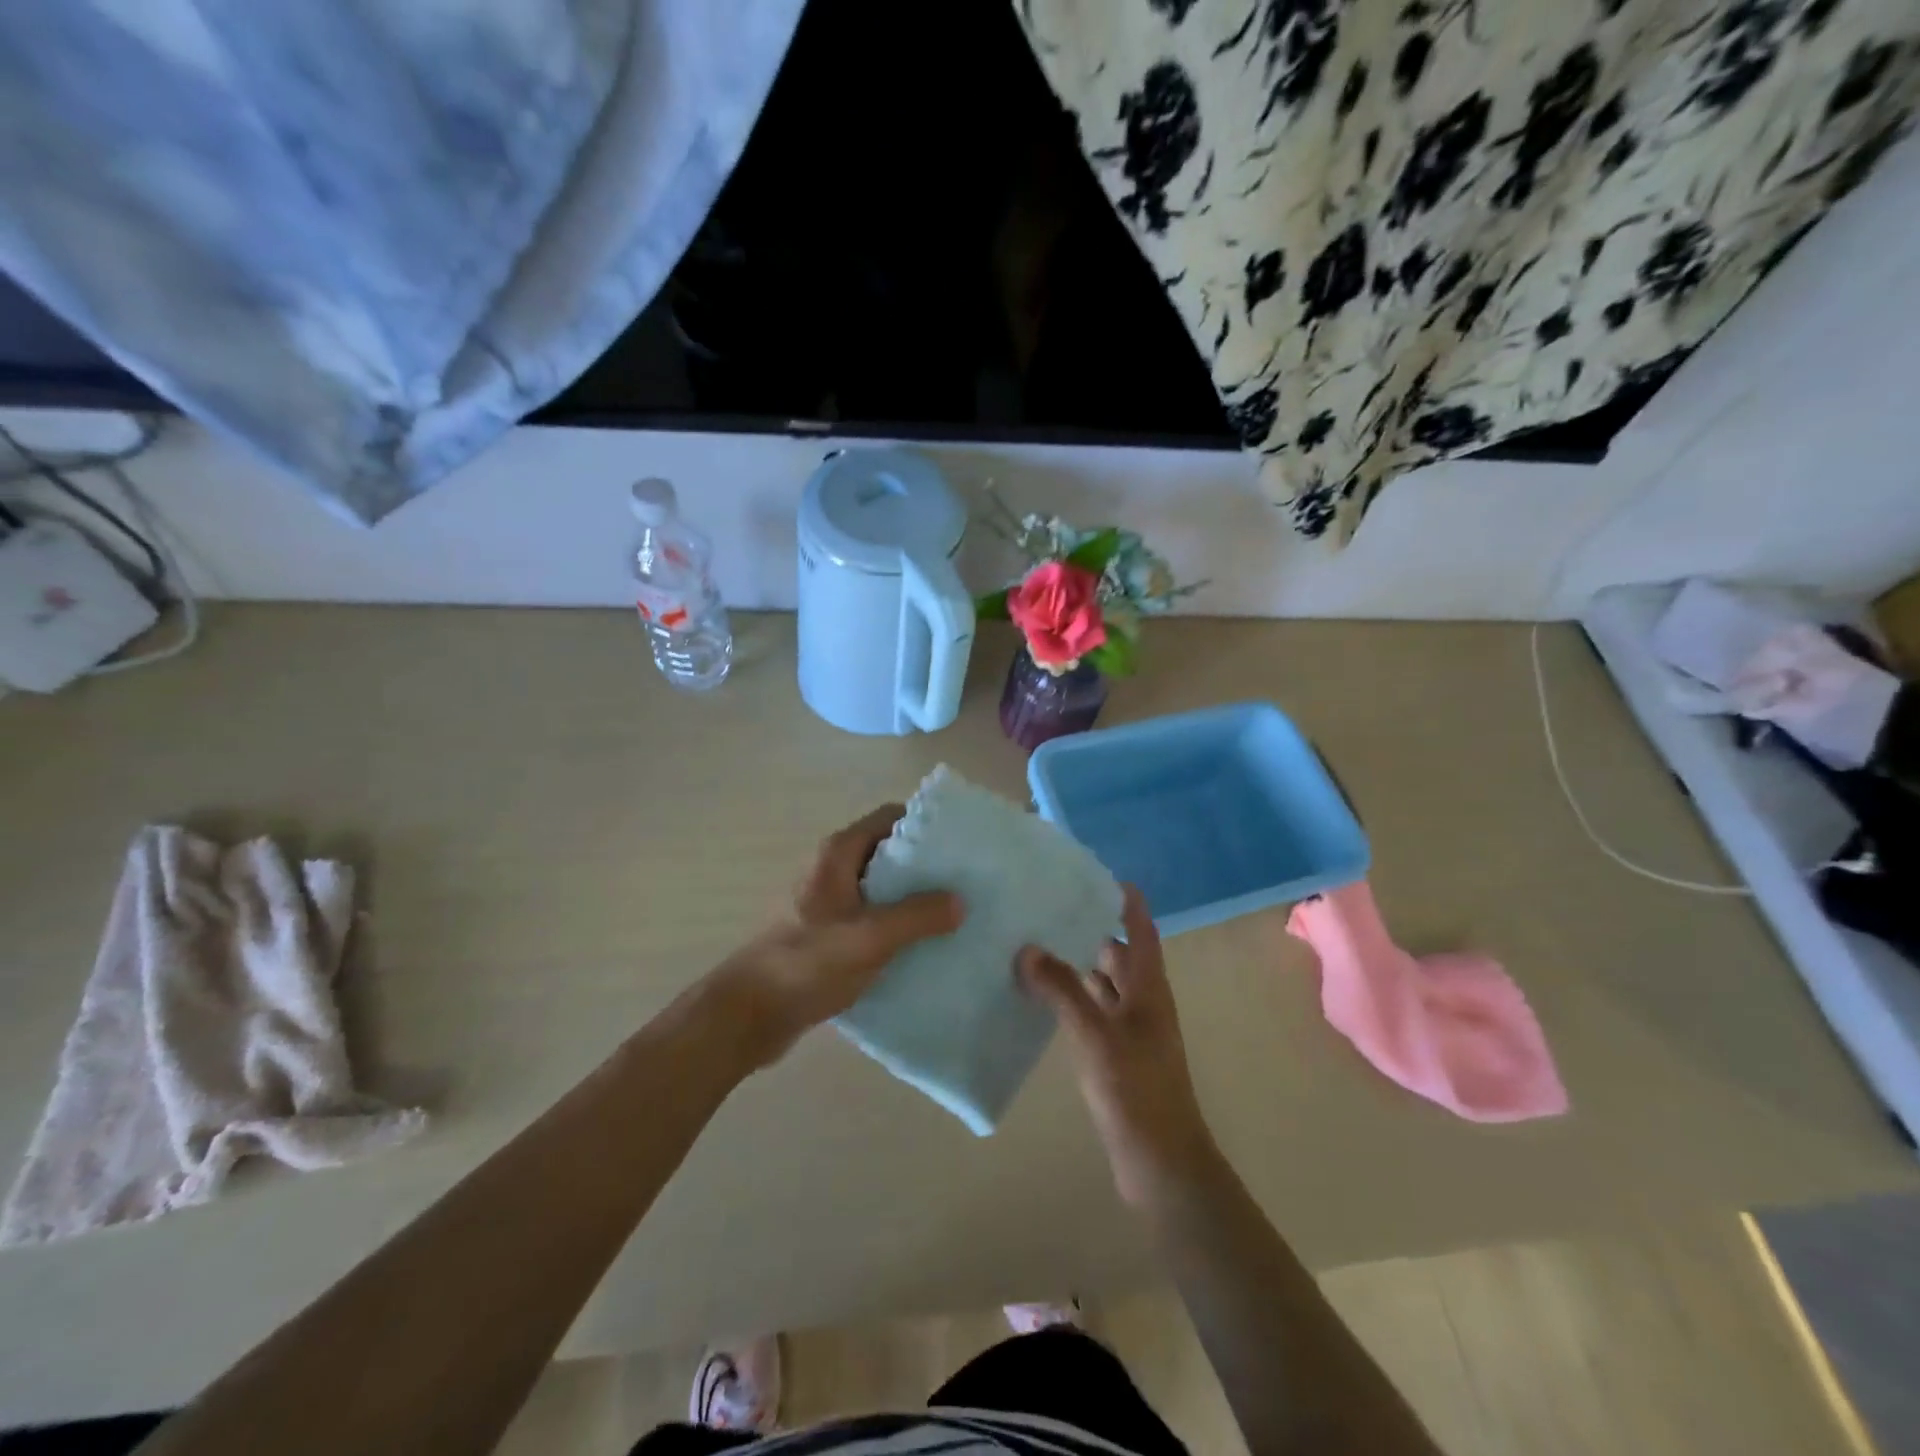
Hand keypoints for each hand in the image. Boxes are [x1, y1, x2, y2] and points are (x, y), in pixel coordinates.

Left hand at [711, 805, 963, 1068]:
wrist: (751, 1014)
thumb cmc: (807, 963)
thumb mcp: (870, 938)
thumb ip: (918, 916)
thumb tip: (960, 901)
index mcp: (839, 853)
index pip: (890, 817)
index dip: (925, 825)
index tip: (960, 844)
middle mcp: (833, 868)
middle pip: (888, 851)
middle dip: (926, 865)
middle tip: (964, 883)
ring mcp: (829, 901)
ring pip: (881, 887)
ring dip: (913, 898)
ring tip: (953, 915)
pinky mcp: (828, 932)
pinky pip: (872, 916)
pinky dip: (896, 924)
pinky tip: (922, 945)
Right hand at [1018, 886, 1219, 1207]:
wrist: (1161, 1164)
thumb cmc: (1135, 1090)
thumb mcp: (1095, 1034)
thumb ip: (1062, 989)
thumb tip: (1028, 948)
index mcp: (1149, 989)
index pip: (1141, 932)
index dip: (1128, 904)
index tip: (1101, 877)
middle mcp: (1144, 1004)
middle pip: (1121, 956)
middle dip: (1093, 930)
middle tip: (1052, 908)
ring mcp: (1132, 1033)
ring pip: (1106, 986)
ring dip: (1080, 966)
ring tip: (1040, 944)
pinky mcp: (1118, 1059)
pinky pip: (1095, 1015)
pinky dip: (1074, 1000)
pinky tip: (1044, 999)